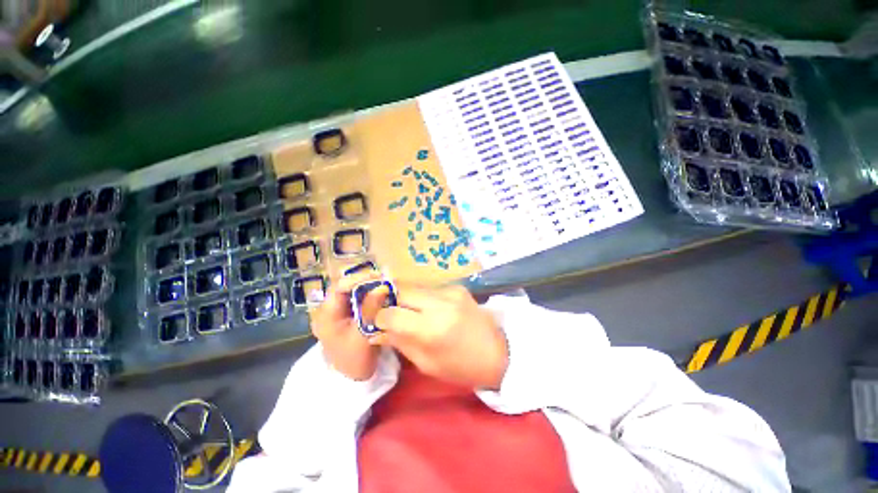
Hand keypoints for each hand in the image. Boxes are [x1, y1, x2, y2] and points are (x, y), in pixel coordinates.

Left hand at [311, 271, 388, 380]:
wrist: (351, 378)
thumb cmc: (355, 359)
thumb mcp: (364, 335)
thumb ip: (371, 309)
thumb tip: (381, 286)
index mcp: (326, 315)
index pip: (339, 287)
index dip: (359, 279)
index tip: (379, 278)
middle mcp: (327, 309)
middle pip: (345, 287)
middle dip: (365, 282)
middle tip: (385, 281)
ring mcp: (335, 312)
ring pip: (351, 291)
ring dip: (368, 288)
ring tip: (384, 286)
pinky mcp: (344, 315)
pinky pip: (355, 299)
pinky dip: (368, 295)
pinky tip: (379, 295)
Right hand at [371, 285, 507, 389]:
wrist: (499, 351)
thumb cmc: (461, 367)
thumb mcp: (426, 363)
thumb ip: (399, 342)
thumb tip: (375, 331)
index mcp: (431, 329)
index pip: (391, 313)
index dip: (378, 317)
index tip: (376, 322)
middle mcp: (440, 303)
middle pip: (400, 289)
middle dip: (388, 299)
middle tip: (387, 312)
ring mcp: (450, 291)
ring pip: (414, 286)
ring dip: (405, 297)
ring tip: (407, 311)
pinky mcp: (457, 287)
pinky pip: (429, 288)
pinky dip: (422, 297)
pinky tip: (428, 309)